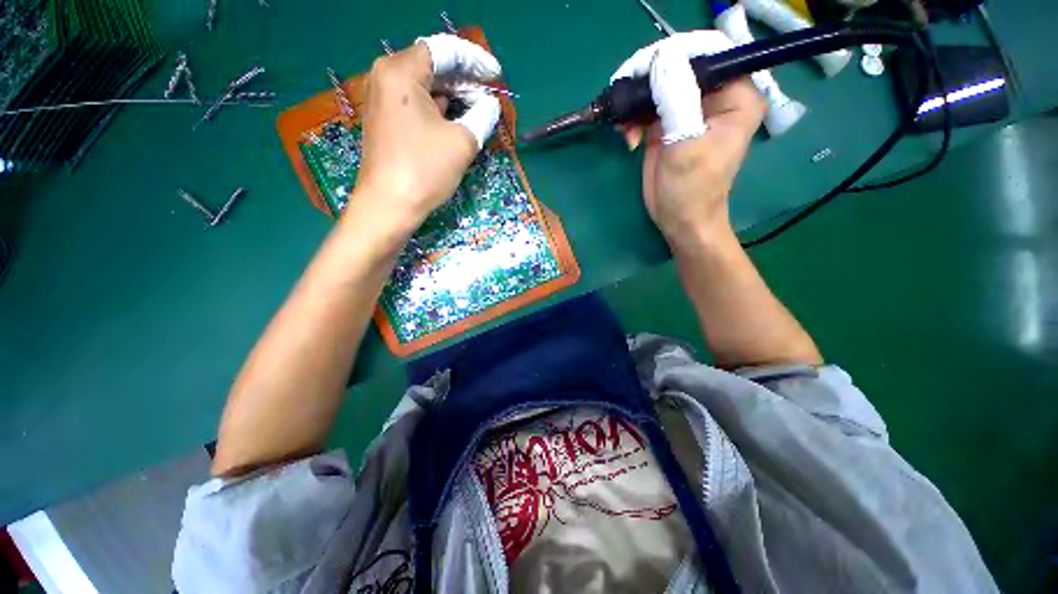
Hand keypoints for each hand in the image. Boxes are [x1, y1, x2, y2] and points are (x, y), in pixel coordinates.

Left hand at [354, 34, 501, 226]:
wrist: (388, 206)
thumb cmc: (425, 170)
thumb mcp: (462, 142)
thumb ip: (482, 116)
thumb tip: (490, 105)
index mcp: (401, 72)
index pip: (444, 51)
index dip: (474, 60)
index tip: (496, 75)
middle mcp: (385, 77)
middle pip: (432, 66)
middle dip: (464, 79)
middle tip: (490, 95)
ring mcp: (382, 100)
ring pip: (424, 86)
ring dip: (453, 95)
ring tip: (479, 108)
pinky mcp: (385, 121)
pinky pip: (415, 104)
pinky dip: (438, 109)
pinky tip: (456, 120)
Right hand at [612, 31, 764, 242]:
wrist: (680, 220)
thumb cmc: (691, 189)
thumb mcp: (685, 144)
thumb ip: (675, 98)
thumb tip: (660, 57)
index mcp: (735, 94)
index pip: (707, 53)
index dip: (674, 53)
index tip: (642, 69)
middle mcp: (714, 96)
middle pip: (678, 66)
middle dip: (648, 80)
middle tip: (625, 97)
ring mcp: (688, 110)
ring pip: (658, 86)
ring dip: (635, 103)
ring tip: (624, 126)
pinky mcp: (667, 125)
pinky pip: (647, 108)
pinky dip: (632, 118)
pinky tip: (627, 137)